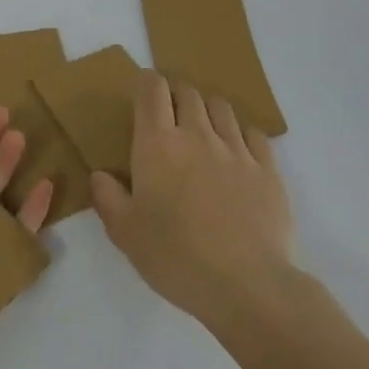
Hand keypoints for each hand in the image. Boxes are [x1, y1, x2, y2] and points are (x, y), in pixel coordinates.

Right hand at [91, 71, 297, 326]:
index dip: (146, 83)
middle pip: (188, 92)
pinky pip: (254, 134)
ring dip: (207, 109)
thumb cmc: (175, 257)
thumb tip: (100, 174)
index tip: (142, 92)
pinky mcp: (268, 169)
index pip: (152, 90)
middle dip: (176, 94)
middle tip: (169, 114)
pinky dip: (241, 134)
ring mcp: (237, 150)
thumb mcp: (125, 233)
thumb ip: (107, 198)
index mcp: (158, 144)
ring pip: (221, 107)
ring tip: (203, 129)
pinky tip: (237, 152)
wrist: (246, 285)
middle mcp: (197, 135)